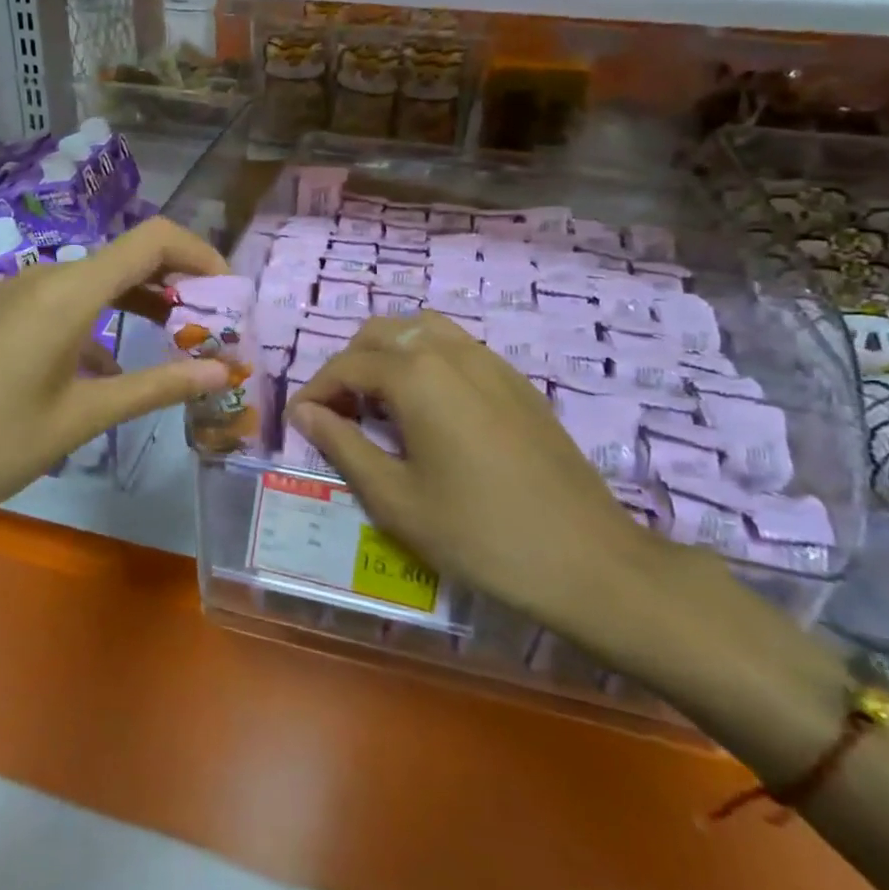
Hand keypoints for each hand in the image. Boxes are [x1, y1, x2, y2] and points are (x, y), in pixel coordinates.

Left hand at [0, 216, 231, 538]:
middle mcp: (46, 277)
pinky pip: (67, 304)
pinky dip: (103, 324)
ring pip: (98, 283)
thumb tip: (222, 371)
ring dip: (142, 305)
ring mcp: (19, 295)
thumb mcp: (81, 417)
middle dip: (179, 286)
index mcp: (69, 291)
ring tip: (178, 346)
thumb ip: (156, 387)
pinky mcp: (2, 316)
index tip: (230, 295)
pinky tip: (112, 371)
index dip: (201, 255)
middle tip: (214, 329)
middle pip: (129, 258)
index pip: (153, 240)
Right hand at [288, 313, 669, 647]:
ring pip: (421, 330)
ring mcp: (490, 361)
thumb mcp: (396, 498)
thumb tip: (305, 412)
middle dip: (349, 365)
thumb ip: (343, 445)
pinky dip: (425, 359)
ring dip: (388, 354)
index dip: (316, 390)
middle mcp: (451, 351)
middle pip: (381, 333)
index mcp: (416, 375)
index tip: (300, 422)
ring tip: (379, 402)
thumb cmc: (479, 533)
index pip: (347, 365)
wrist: (587, 559)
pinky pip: (456, 347)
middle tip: (338, 414)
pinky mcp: (516, 380)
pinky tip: (429, 408)